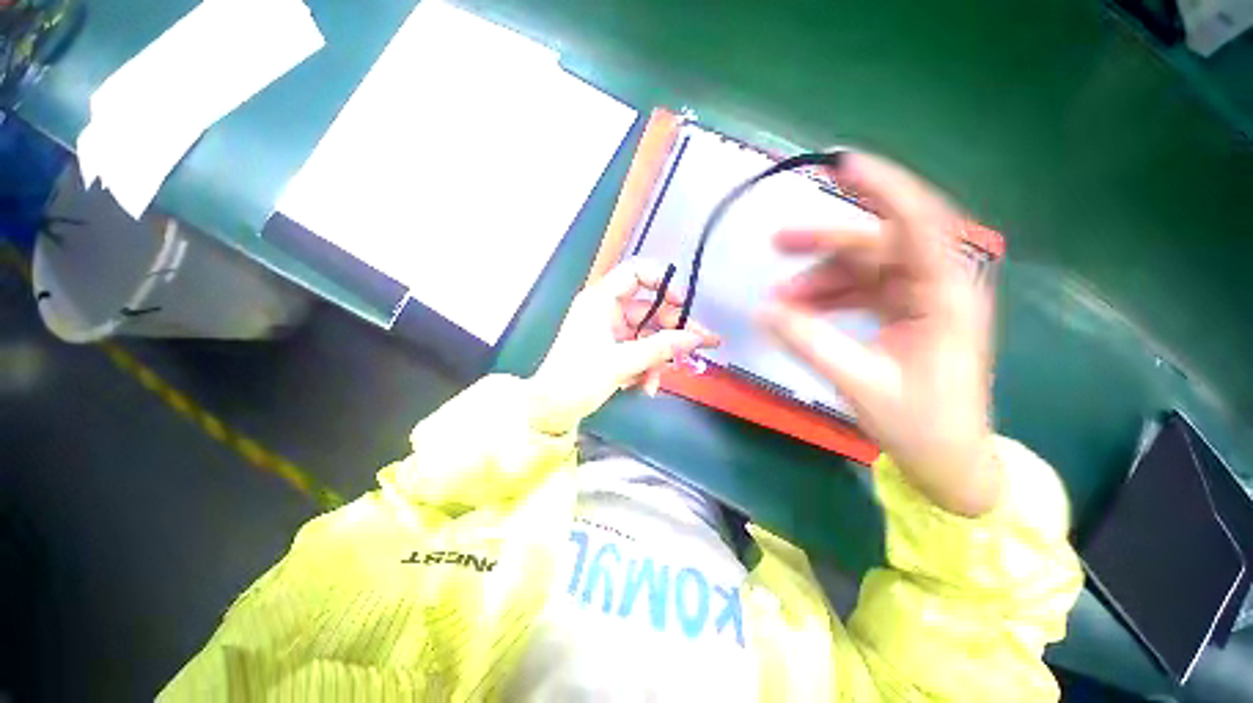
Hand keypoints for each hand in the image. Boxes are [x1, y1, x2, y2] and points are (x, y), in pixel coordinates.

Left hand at [529, 259, 719, 434]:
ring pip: (647, 335)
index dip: (662, 282)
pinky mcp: (613, 349)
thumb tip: (695, 338)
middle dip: (672, 332)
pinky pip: (639, 350)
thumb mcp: (621, 362)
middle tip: (702, 345)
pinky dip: (646, 367)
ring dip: (657, 358)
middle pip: (650, 310)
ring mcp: (611, 331)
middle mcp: (607, 310)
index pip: (636, 272)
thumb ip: (660, 348)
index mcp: (601, 300)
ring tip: (655, 382)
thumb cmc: (578, 379)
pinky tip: (645, 387)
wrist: (552, 409)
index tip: (681, 303)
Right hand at [761, 153, 996, 515]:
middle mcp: (937, 287)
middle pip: (879, 244)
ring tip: (778, 298)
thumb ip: (809, 342)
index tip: (843, 164)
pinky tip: (798, 309)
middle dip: (826, 243)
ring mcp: (920, 300)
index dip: (885, 188)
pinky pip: (860, 292)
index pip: (919, 224)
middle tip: (778, 243)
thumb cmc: (921, 426)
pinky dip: (827, 297)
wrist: (948, 459)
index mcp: (945, 297)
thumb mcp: (859, 383)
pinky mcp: (904, 315)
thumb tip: (762, 311)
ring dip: (819, 278)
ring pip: (864, 269)